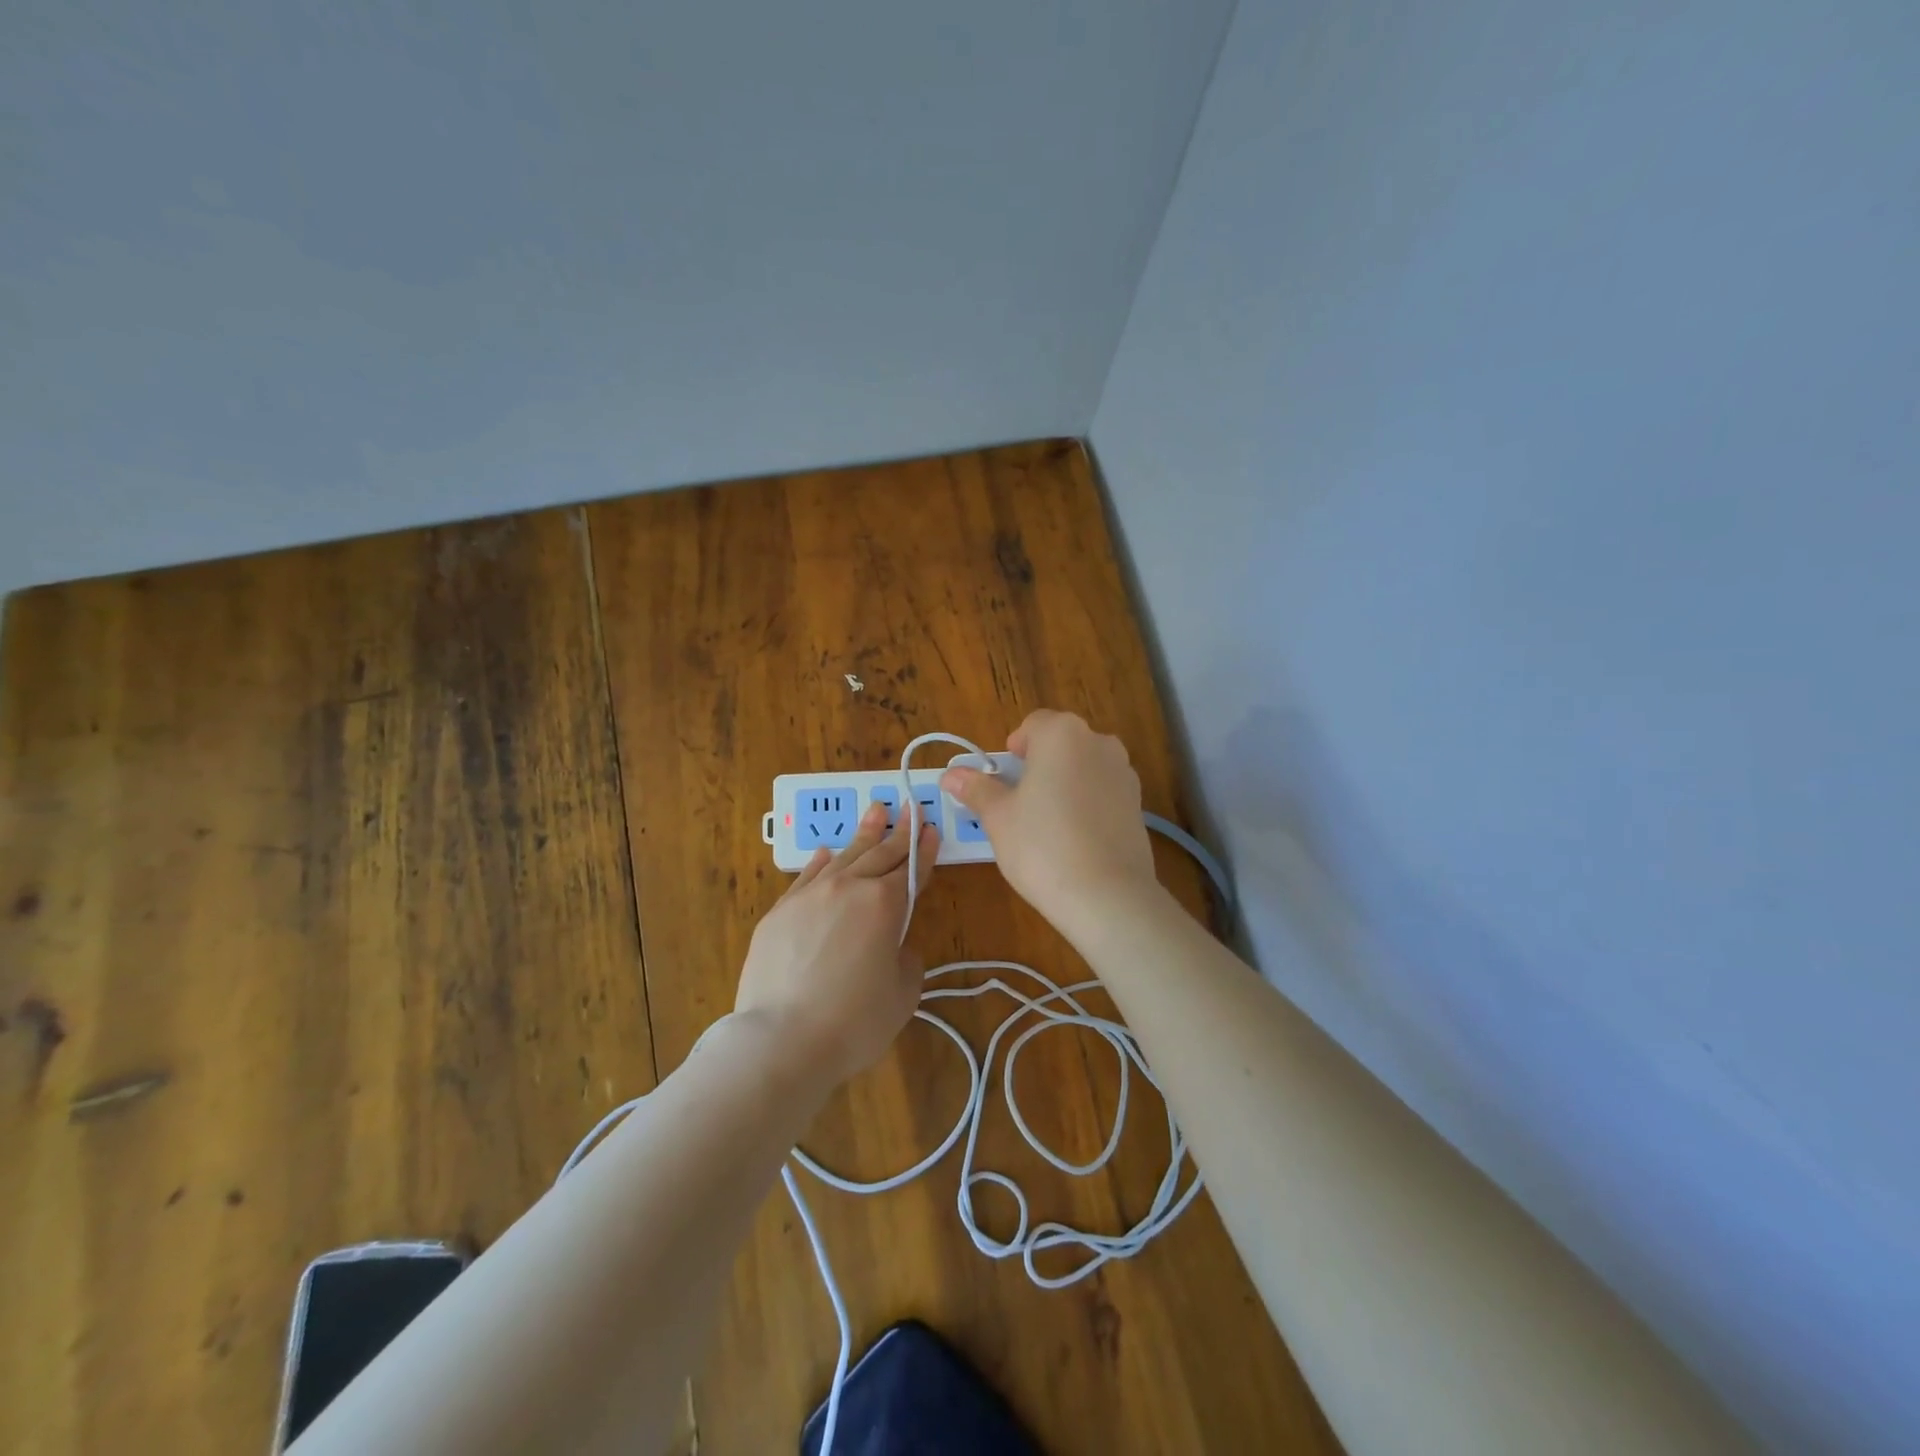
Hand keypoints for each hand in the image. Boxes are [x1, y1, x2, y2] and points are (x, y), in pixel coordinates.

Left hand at [734, 803, 937, 1086]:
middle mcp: (849, 888)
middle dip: (899, 831)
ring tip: (875, 812)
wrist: (782, 1040)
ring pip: (843, 856)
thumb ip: (905, 960)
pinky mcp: (780, 912)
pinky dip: (822, 862)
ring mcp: (810, 896)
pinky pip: (807, 876)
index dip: (924, 848)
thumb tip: (892, 946)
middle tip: (909, 807)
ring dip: (863, 835)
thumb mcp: (902, 994)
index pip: (911, 868)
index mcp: (884, 905)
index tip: (931, 828)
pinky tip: (827, 852)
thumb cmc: (854, 1022)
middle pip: (880, 853)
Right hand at [941, 710, 1158, 932]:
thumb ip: (976, 789)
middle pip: (1061, 744)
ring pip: (1084, 767)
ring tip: (1048, 825)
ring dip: (1065, 783)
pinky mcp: (1138, 804)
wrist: (1107, 896)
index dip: (1014, 749)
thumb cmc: (1041, 846)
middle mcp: (1098, 742)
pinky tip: (1076, 839)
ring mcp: (1124, 772)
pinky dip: (1088, 804)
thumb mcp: (998, 817)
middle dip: (1040, 766)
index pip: (1033, 725)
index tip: (1003, 780)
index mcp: (1061, 734)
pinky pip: (1103, 792)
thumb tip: (951, 774)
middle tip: (1020, 804)